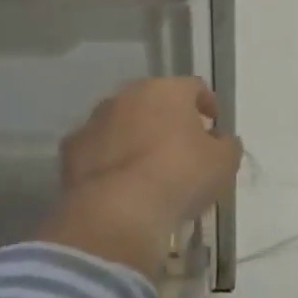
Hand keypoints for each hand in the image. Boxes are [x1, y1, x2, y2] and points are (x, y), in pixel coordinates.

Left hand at [43, 78, 240, 280]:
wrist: (118, 211)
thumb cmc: (180, 176)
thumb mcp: (223, 163)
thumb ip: (226, 145)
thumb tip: (221, 140)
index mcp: (166, 90)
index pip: (193, 87)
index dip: (206, 104)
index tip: (213, 125)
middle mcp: (127, 96)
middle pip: (153, 101)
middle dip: (167, 119)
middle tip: (180, 146)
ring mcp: (95, 120)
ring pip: (121, 122)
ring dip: (134, 136)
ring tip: (146, 168)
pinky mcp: (71, 149)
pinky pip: (96, 149)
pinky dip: (107, 159)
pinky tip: (118, 183)